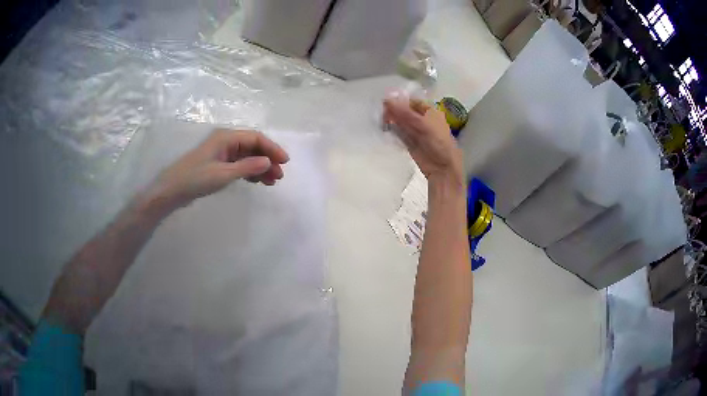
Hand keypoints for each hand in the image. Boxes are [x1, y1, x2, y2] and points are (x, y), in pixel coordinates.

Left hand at [145, 129, 288, 212]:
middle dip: (268, 159)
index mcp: (226, 137)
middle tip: (280, 176)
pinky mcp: (218, 164)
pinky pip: (239, 164)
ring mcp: (222, 153)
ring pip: (247, 157)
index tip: (285, 162)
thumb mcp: (223, 174)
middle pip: (253, 147)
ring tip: (272, 182)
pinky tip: (258, 181)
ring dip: (260, 167)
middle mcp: (226, 141)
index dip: (272, 148)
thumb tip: (269, 162)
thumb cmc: (196, 179)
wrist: (172, 190)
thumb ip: (247, 167)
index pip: (255, 138)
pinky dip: (250, 172)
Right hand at [383, 97, 463, 185]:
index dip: (400, 101)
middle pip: (405, 111)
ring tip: (381, 119)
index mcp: (430, 112)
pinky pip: (398, 133)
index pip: (413, 102)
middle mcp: (422, 120)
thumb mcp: (423, 124)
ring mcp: (415, 131)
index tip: (386, 101)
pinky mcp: (409, 142)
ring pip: (400, 122)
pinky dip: (391, 130)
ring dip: (391, 119)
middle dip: (394, 110)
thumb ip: (405, 113)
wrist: (442, 167)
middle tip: (381, 112)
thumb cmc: (438, 142)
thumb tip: (387, 100)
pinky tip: (384, 128)